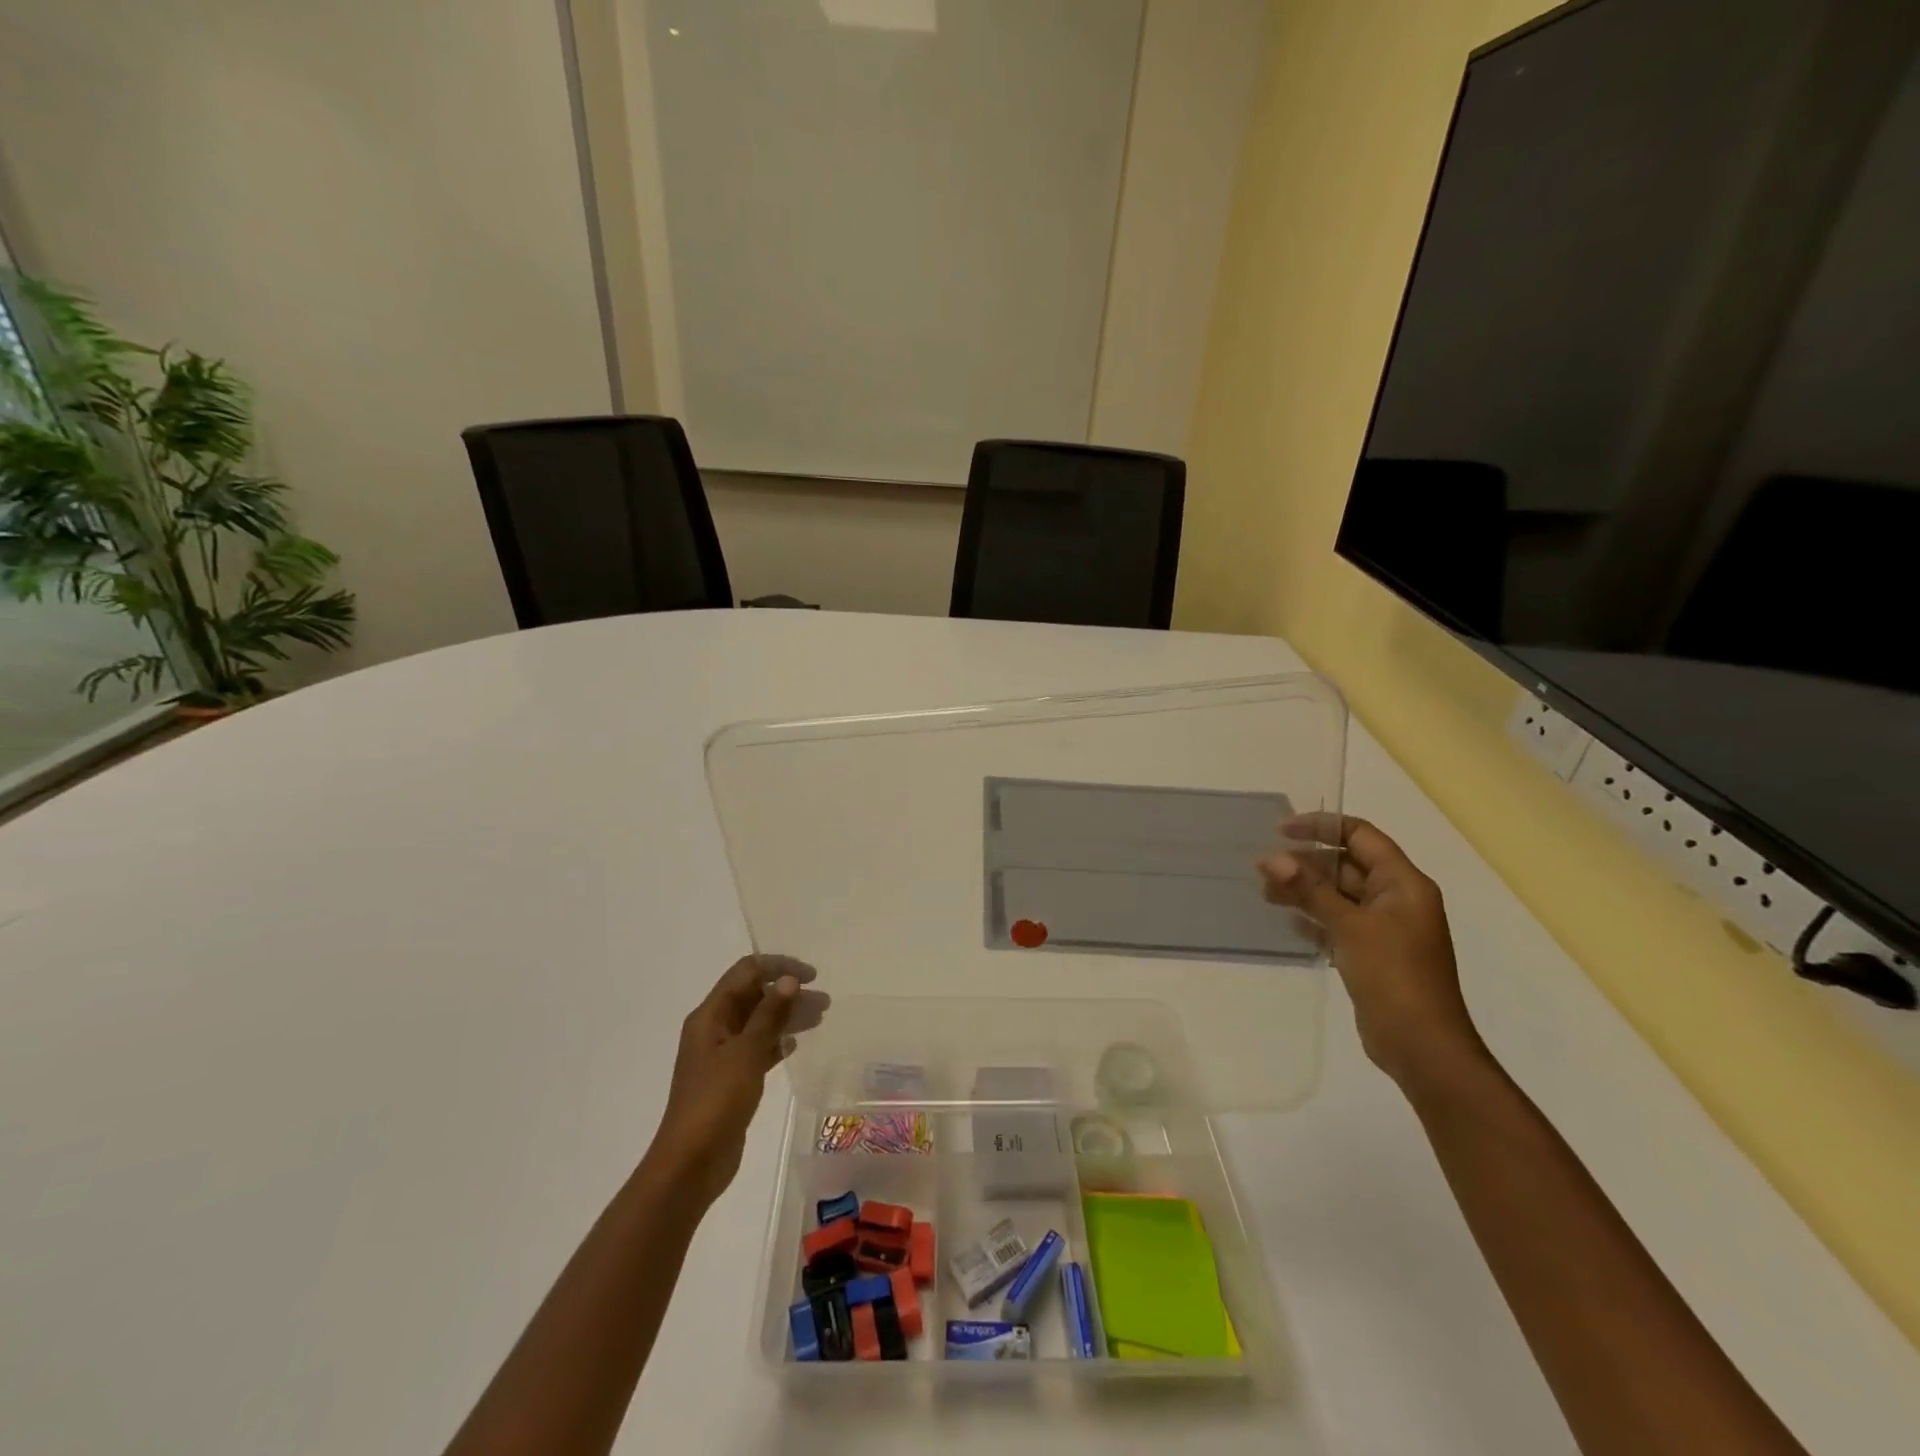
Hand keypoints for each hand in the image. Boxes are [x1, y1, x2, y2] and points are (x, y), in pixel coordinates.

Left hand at [649, 954, 826, 1206]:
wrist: (691, 1163)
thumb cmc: (717, 1100)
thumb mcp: (746, 1052)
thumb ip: (770, 1014)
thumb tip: (789, 979)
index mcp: (710, 1015)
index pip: (746, 972)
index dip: (778, 967)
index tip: (811, 976)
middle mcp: (714, 1028)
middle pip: (753, 995)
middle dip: (787, 992)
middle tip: (823, 1001)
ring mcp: (721, 1054)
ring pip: (759, 1022)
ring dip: (786, 1016)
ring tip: (820, 1018)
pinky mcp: (731, 1078)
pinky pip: (757, 1048)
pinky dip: (777, 1042)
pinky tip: (796, 1046)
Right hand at [1259, 815, 1485, 1090]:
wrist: (1422, 1046)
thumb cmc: (1393, 976)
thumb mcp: (1350, 926)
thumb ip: (1311, 890)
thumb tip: (1272, 858)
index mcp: (1403, 883)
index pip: (1360, 835)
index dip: (1321, 826)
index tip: (1280, 831)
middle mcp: (1396, 899)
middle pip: (1346, 865)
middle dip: (1305, 863)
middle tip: (1262, 870)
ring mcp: (1384, 928)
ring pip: (1338, 895)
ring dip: (1304, 890)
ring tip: (1266, 895)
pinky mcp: (1370, 953)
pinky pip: (1337, 922)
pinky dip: (1313, 917)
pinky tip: (1286, 921)